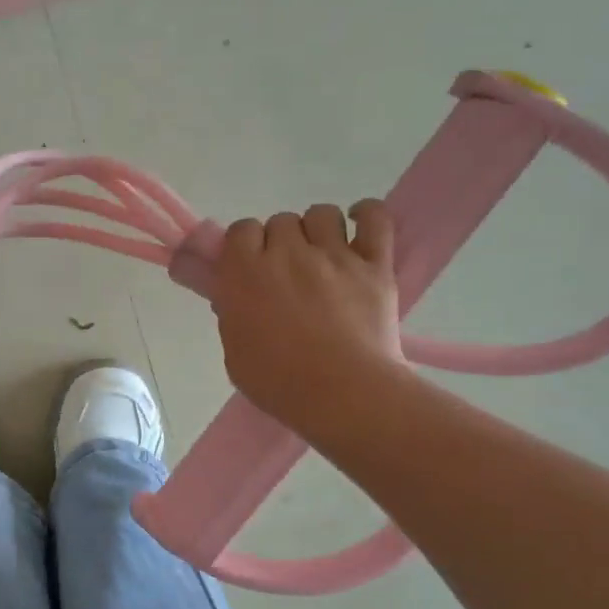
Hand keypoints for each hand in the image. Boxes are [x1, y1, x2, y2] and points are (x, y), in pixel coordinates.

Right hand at [210, 199, 405, 438]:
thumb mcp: (234, 353)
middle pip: (280, 221)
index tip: (248, 268)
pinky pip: (375, 218)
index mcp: (244, 274)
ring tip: (321, 255)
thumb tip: (235, 298)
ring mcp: (334, 256)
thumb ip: (232, 317)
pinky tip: (360, 225)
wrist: (342, 394)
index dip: (244, 246)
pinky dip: (367, 215)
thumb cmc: (278, 382)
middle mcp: (286, 254)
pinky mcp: (374, 265)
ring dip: (317, 230)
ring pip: (322, 214)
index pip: (240, 230)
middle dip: (280, 242)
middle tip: (285, 273)